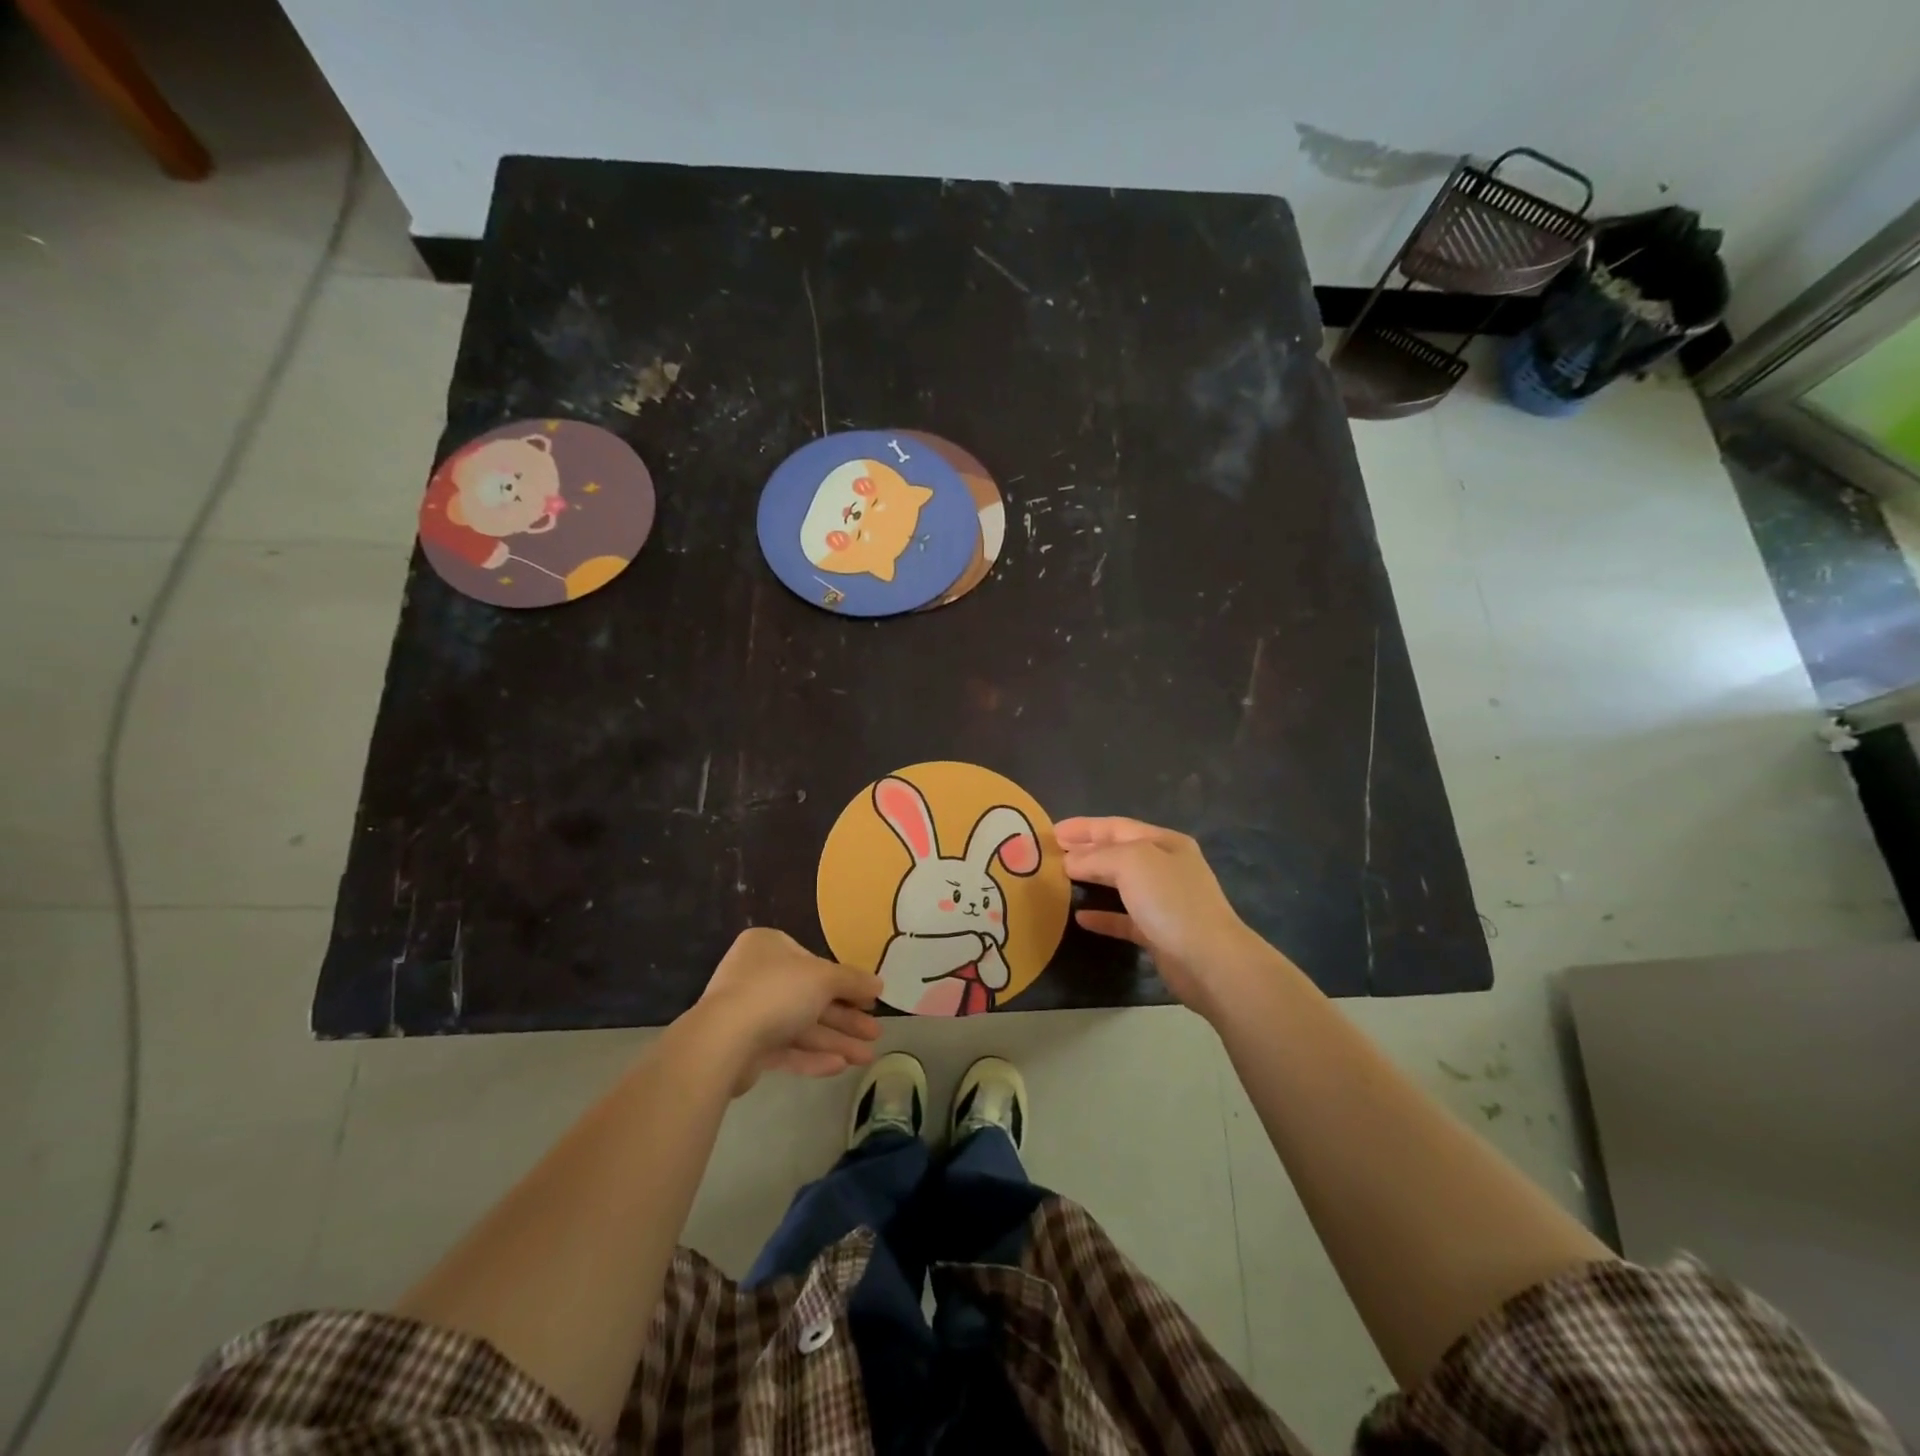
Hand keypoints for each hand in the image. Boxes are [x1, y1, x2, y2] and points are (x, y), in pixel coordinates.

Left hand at [694, 928, 881, 1092]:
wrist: (724, 1041)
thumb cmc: (777, 992)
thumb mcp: (824, 978)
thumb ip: (853, 980)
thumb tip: (879, 984)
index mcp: (769, 947)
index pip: (815, 962)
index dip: (846, 983)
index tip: (870, 1000)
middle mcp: (757, 975)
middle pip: (811, 997)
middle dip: (845, 1018)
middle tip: (875, 1033)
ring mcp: (749, 1013)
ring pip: (801, 1026)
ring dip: (835, 1040)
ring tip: (867, 1057)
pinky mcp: (745, 1048)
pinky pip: (785, 1049)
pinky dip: (812, 1057)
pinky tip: (840, 1066)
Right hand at [1055, 816, 1275, 1020]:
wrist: (1209, 961)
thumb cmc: (1171, 900)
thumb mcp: (1132, 863)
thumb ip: (1097, 857)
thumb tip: (1069, 861)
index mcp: (1164, 842)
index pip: (1117, 827)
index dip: (1084, 827)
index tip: (1052, 831)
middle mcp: (1166, 867)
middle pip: (1118, 852)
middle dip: (1086, 850)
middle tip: (1052, 853)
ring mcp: (1164, 901)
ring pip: (1120, 884)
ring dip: (1092, 879)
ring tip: (1061, 879)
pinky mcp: (1158, 933)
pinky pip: (1124, 918)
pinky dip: (1102, 916)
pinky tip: (1080, 917)